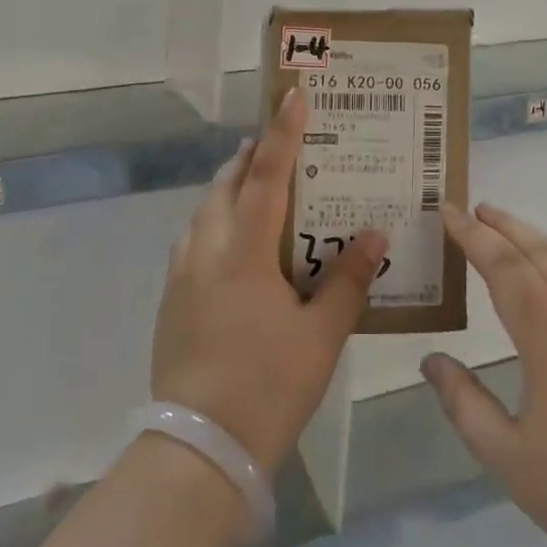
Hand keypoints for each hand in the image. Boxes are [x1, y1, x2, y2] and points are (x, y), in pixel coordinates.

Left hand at [152, 87, 387, 477]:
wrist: (198, 450)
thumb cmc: (268, 387)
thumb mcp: (322, 336)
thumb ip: (348, 281)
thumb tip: (375, 236)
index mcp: (243, 253)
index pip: (265, 177)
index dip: (282, 134)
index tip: (293, 96)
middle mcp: (205, 251)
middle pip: (225, 186)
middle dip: (250, 158)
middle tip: (277, 145)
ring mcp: (181, 276)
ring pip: (204, 212)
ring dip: (229, 190)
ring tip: (256, 187)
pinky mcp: (170, 301)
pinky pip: (194, 241)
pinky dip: (215, 224)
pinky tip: (234, 246)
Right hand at [422, 204, 546, 546]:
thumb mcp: (507, 458)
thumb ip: (464, 403)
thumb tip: (431, 360)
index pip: (507, 271)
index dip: (475, 238)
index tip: (450, 211)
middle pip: (545, 256)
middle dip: (508, 227)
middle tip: (478, 209)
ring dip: (542, 243)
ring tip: (514, 233)